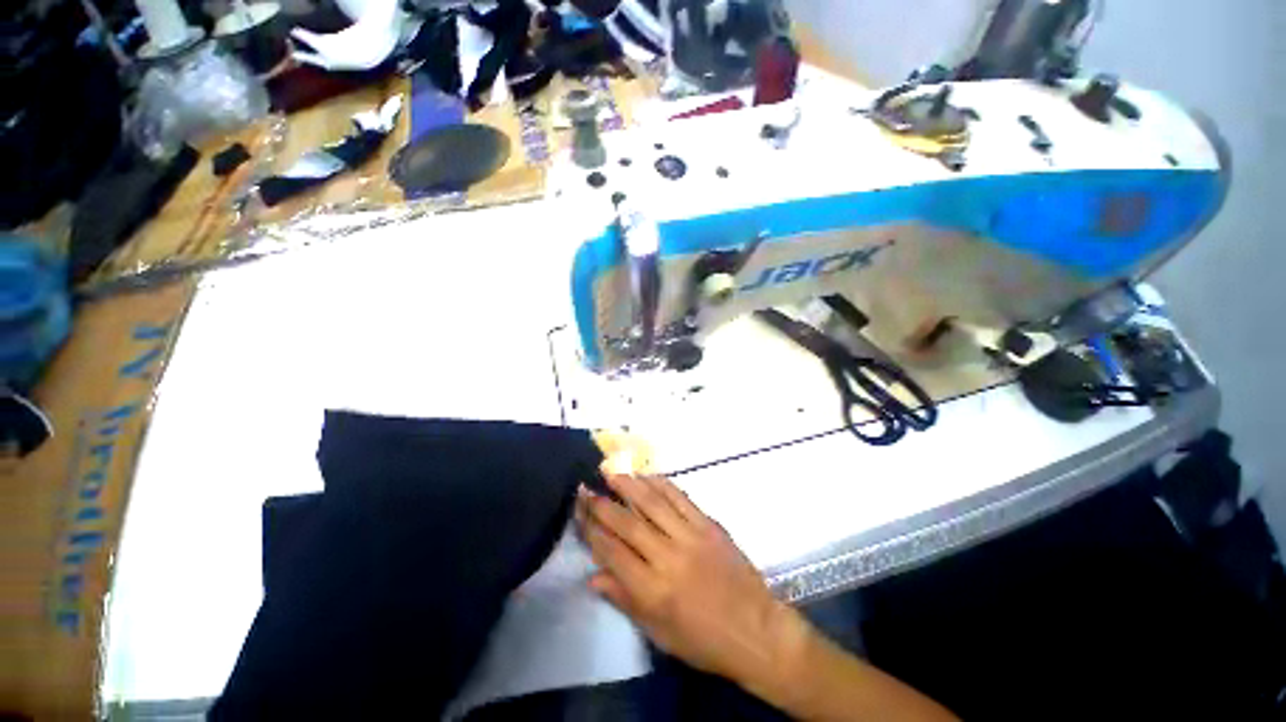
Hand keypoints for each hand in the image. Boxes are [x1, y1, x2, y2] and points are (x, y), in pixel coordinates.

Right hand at [576, 474, 796, 682]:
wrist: (755, 630)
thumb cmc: (704, 641)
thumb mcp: (659, 633)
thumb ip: (625, 600)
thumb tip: (593, 576)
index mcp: (653, 591)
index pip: (612, 553)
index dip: (592, 530)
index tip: (579, 511)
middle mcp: (668, 559)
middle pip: (627, 524)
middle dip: (603, 504)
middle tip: (586, 486)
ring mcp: (691, 537)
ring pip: (653, 504)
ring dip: (629, 485)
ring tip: (611, 471)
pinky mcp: (709, 525)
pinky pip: (681, 498)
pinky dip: (662, 484)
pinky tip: (648, 475)